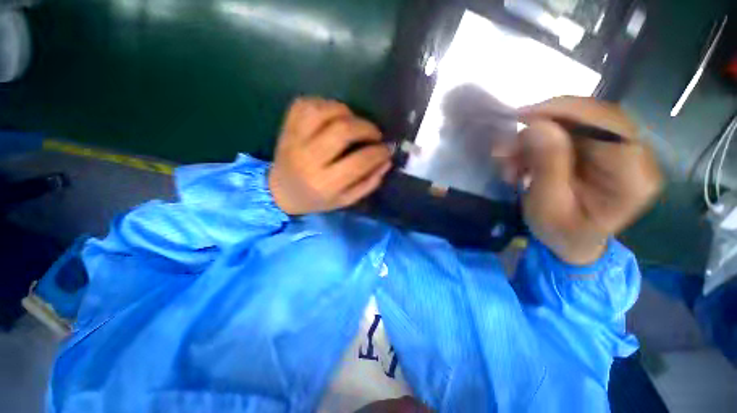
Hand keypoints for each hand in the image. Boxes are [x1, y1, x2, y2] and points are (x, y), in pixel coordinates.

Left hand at [268, 98, 391, 214]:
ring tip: (353, 123)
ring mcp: (294, 140)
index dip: (378, 152)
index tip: (387, 149)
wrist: (280, 192)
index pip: (359, 161)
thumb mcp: (345, 200)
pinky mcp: (286, 128)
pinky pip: (305, 104)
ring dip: (346, 112)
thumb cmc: (316, 199)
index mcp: (325, 183)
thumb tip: (386, 160)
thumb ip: (368, 183)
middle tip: (374, 134)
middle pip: (342, 131)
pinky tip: (333, 115)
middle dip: (366, 128)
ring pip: (323, 111)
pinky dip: (324, 104)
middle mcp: (309, 159)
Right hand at [495, 97, 662, 264]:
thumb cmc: (561, 233)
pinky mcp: (600, 149)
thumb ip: (547, 166)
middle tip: (506, 148)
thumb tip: (537, 126)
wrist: (572, 242)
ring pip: (575, 123)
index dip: (566, 112)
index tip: (523, 117)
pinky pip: (568, 132)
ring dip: (534, 138)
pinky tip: (521, 161)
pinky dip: (537, 143)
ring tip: (509, 162)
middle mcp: (634, 156)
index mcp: (632, 177)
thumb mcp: (547, 207)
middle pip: (591, 118)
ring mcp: (618, 150)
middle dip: (542, 127)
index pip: (608, 125)